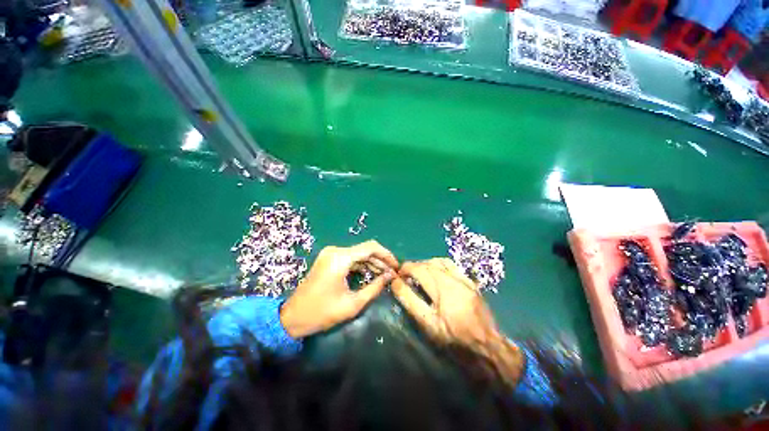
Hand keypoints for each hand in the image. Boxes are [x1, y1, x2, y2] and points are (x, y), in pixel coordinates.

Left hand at [280, 240, 397, 337]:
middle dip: (381, 260)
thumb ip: (375, 287)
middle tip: (393, 273)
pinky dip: (362, 264)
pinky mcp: (329, 258)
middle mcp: (336, 250)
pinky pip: (350, 257)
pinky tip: (371, 273)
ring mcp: (331, 253)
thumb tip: (391, 276)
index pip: (371, 247)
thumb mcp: (353, 303)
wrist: (292, 317)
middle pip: (365, 249)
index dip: (387, 255)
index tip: (396, 266)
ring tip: (385, 274)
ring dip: (372, 262)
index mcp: (340, 258)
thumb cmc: (322, 313)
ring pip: (359, 253)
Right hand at [391, 259, 523, 385]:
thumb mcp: (428, 323)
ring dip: (426, 264)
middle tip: (406, 276)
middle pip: (428, 263)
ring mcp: (463, 278)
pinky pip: (451, 265)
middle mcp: (453, 277)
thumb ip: (410, 300)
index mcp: (442, 287)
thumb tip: (396, 283)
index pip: (419, 269)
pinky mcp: (470, 281)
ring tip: (420, 274)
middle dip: (414, 266)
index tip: (398, 275)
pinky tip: (437, 273)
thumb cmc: (454, 338)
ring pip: (440, 261)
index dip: (406, 268)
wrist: (487, 345)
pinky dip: (439, 265)